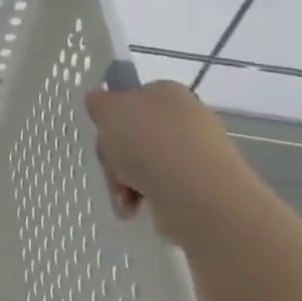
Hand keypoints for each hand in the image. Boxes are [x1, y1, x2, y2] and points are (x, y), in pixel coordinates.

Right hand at [84, 79, 258, 243]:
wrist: (195, 192)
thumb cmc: (148, 141)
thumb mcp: (109, 111)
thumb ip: (100, 103)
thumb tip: (98, 101)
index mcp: (167, 92)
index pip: (133, 99)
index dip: (112, 118)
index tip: (103, 136)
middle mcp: (186, 118)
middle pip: (134, 135)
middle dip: (115, 156)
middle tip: (111, 168)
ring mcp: (196, 154)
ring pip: (144, 164)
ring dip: (124, 181)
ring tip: (124, 198)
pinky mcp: (202, 187)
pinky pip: (161, 188)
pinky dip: (144, 198)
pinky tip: (135, 208)